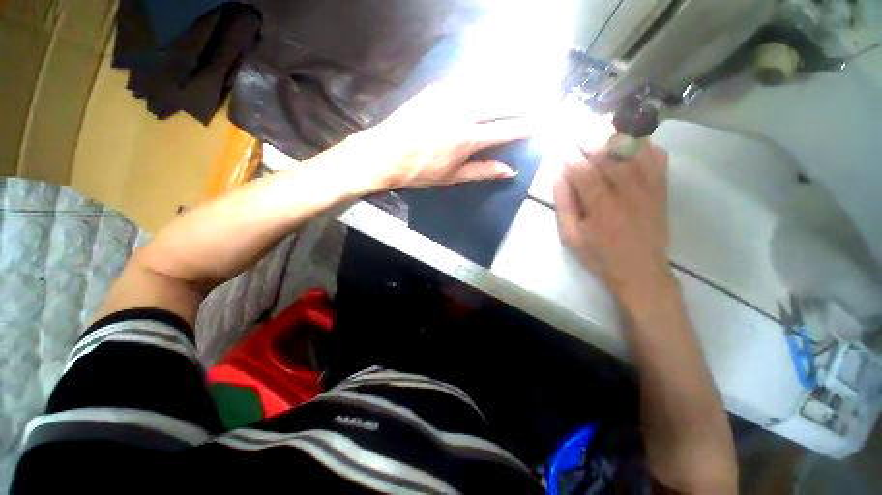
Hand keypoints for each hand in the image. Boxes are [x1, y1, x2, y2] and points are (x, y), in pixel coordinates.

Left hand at [344, 82, 533, 191]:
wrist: (386, 153)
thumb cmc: (421, 171)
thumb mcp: (453, 177)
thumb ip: (483, 172)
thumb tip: (510, 171)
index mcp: (468, 139)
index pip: (505, 130)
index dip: (523, 127)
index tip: (538, 123)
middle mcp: (464, 112)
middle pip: (502, 102)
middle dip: (524, 101)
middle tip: (542, 97)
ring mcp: (450, 96)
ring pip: (488, 86)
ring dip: (509, 85)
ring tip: (525, 85)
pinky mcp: (438, 87)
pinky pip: (469, 79)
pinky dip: (486, 79)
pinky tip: (494, 79)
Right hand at [553, 142, 673, 304]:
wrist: (641, 271)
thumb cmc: (599, 256)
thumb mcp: (571, 236)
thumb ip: (564, 204)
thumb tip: (558, 174)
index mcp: (602, 209)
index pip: (584, 171)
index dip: (570, 154)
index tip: (558, 143)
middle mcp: (629, 193)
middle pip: (609, 154)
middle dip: (588, 137)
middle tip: (574, 126)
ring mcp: (650, 188)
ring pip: (634, 149)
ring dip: (613, 133)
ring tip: (596, 124)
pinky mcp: (662, 187)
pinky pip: (655, 155)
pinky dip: (641, 141)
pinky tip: (626, 137)